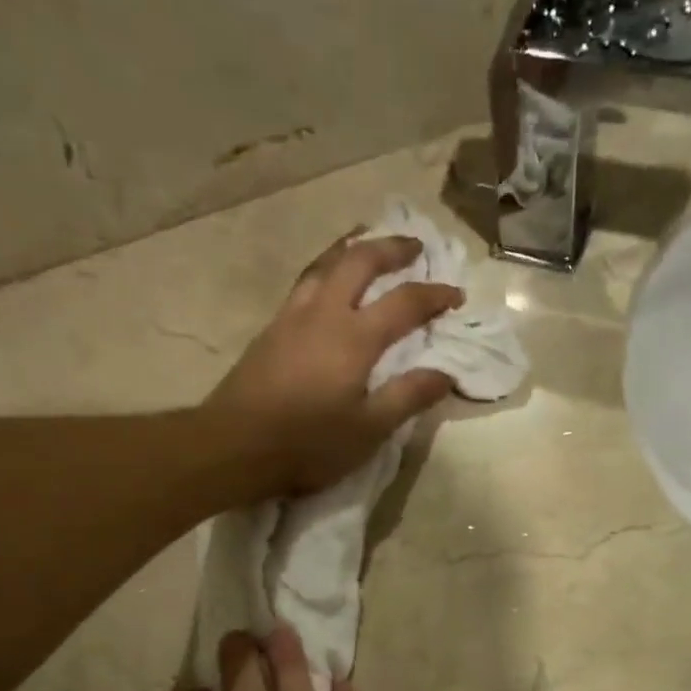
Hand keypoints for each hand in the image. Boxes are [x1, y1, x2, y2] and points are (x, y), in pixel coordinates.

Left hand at [203, 231, 463, 493]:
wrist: (233, 446)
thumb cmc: (307, 443)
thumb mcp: (368, 430)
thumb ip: (408, 397)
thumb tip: (445, 373)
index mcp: (354, 337)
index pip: (405, 302)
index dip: (434, 295)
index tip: (456, 294)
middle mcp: (323, 313)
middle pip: (359, 261)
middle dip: (391, 248)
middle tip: (414, 246)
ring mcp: (291, 317)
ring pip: (324, 264)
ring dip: (352, 248)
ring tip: (368, 244)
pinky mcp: (270, 331)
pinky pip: (304, 283)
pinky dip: (326, 269)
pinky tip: (327, 284)